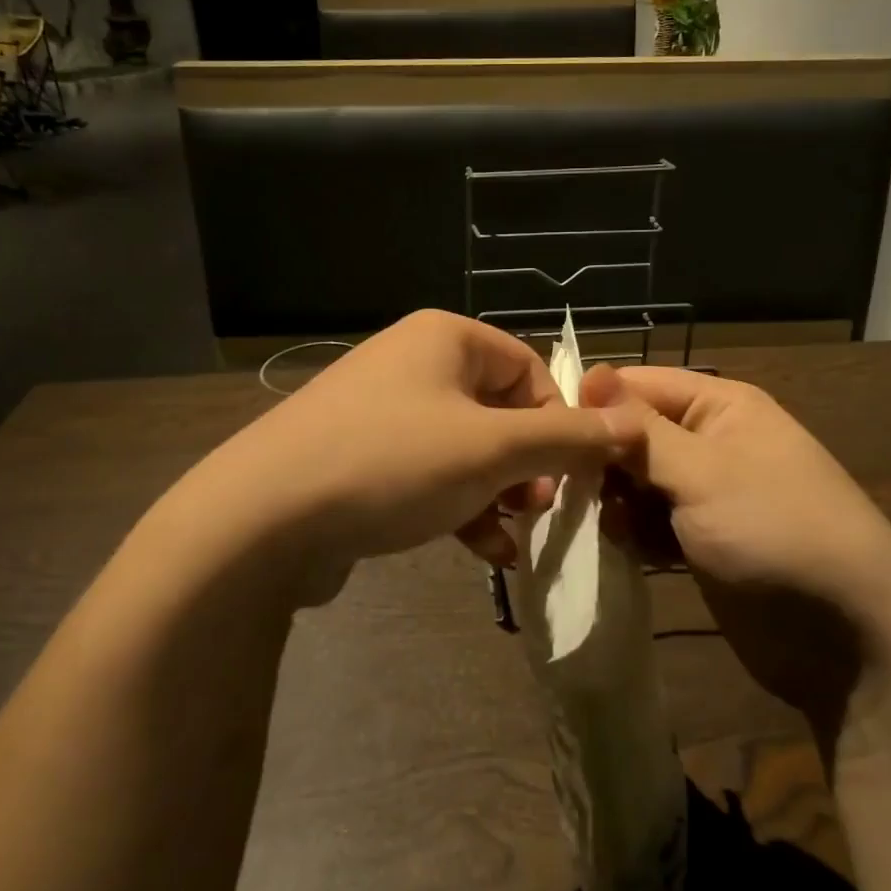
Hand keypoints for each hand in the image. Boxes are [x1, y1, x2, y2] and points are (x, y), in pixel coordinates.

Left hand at [177, 311, 640, 607]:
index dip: (560, 421)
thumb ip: (566, 437)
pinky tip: (483, 552)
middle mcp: (415, 363)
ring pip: (468, 448)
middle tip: (538, 508)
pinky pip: (430, 473)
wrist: (262, 517)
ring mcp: (384, 411)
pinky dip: (461, 506)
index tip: (572, 475)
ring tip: (512, 535)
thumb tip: (628, 427)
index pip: (531, 368)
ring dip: (499, 492)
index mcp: (446, 338)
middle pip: (501, 410)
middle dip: (528, 465)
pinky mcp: (363, 456)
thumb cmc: (392, 463)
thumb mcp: (492, 449)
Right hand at [582, 363, 890, 729]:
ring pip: (635, 482)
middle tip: (567, 491)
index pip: (638, 386)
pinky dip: (633, 532)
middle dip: (600, 461)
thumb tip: (588, 372)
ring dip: (613, 502)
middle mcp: (711, 442)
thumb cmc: (776, 532)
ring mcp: (706, 495)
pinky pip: (649, 523)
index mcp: (720, 406)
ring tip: (604, 525)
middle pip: (632, 435)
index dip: (593, 406)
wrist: (850, 640)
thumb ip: (641, 430)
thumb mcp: (703, 472)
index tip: (548, 437)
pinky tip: (626, 549)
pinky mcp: (700, 541)